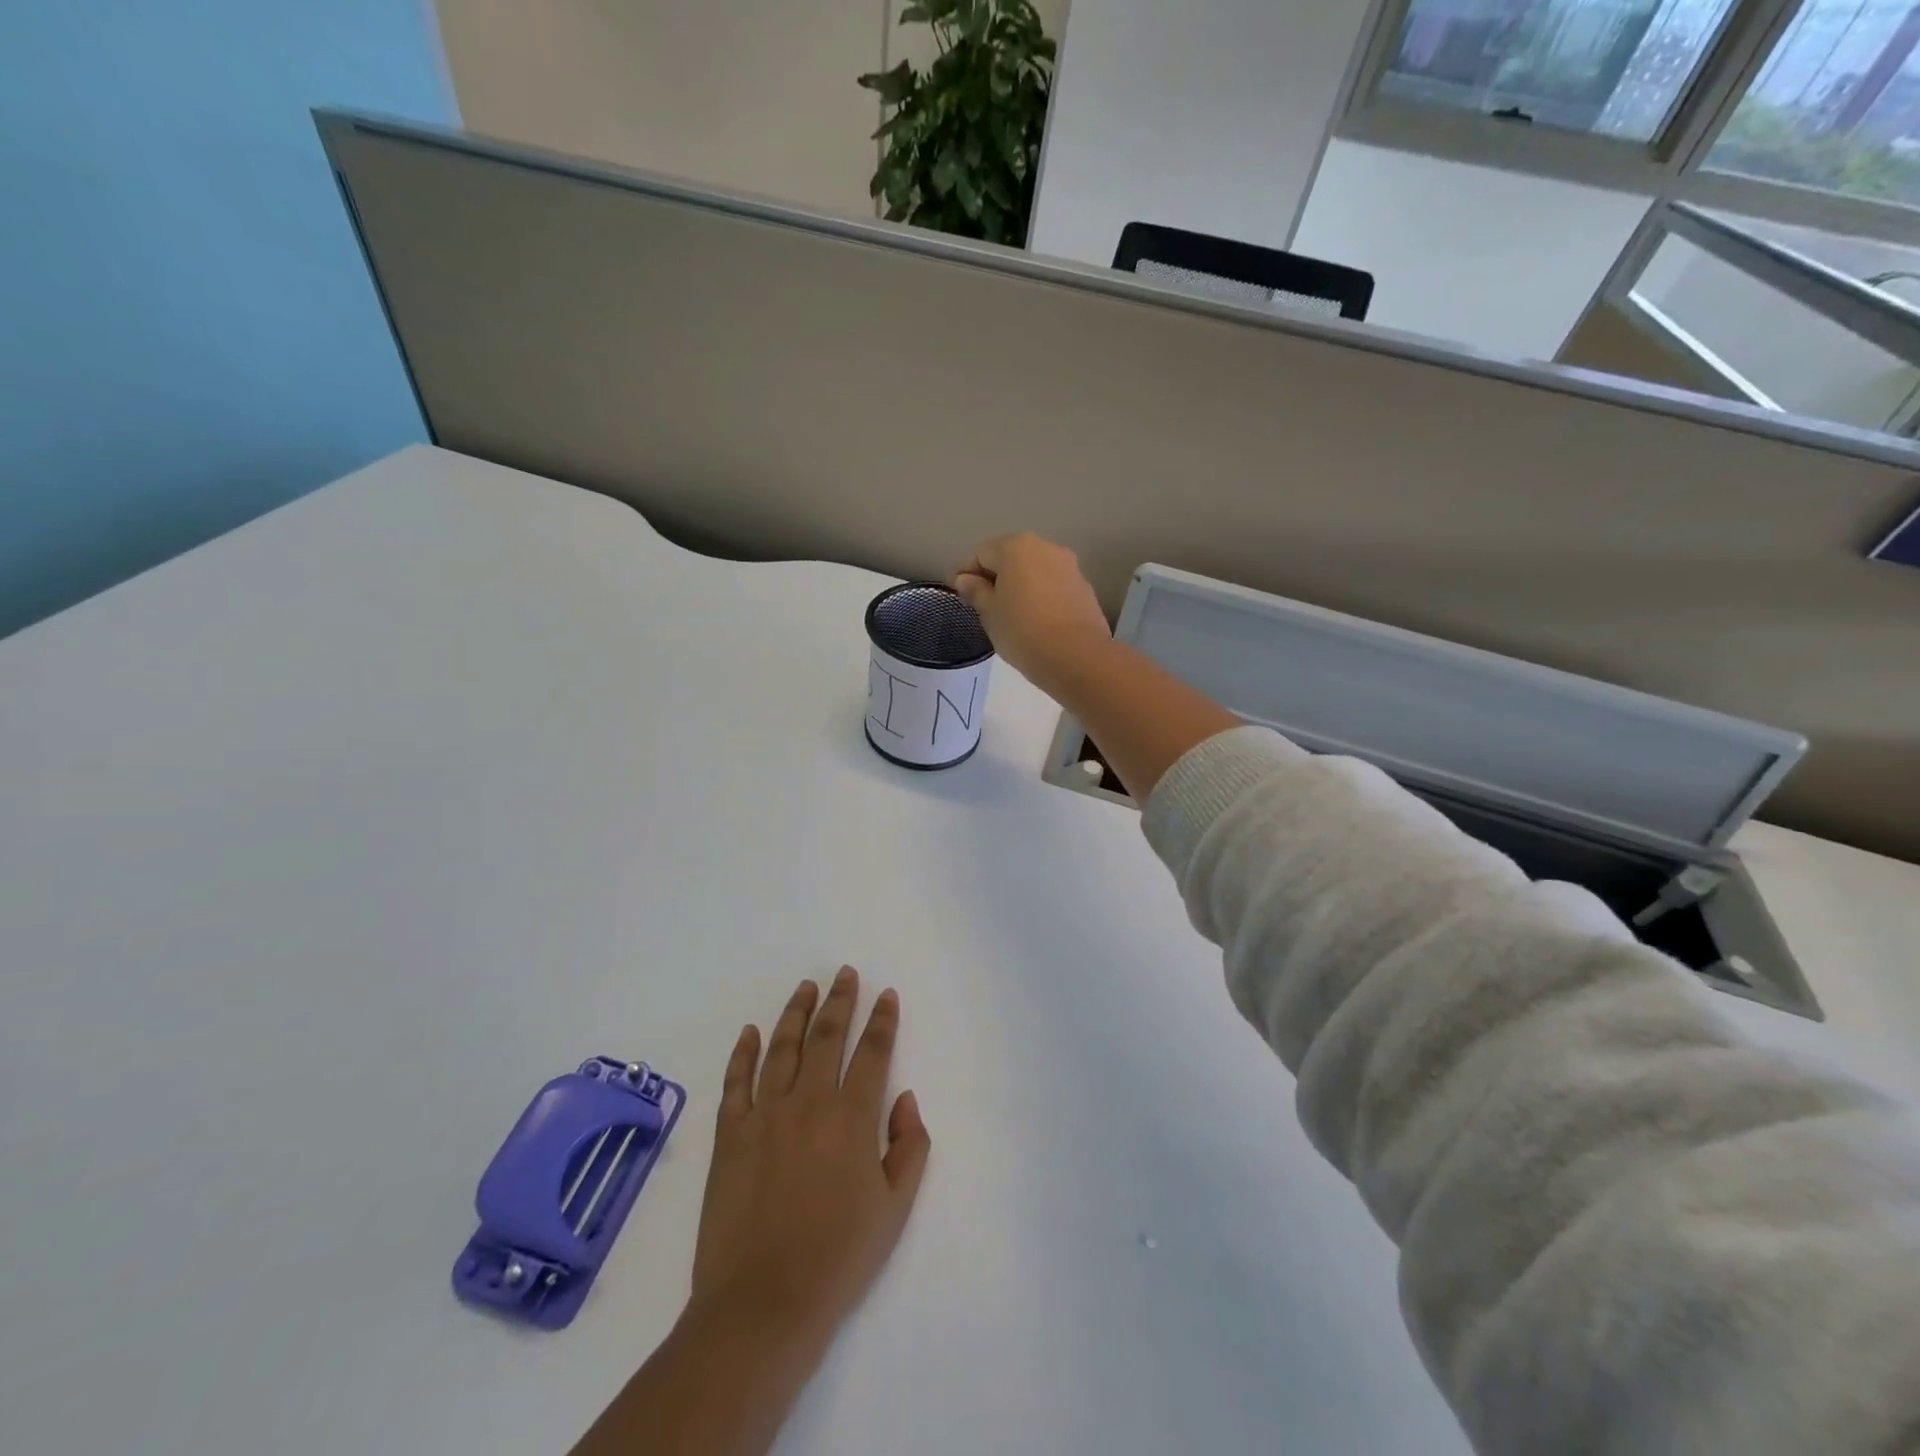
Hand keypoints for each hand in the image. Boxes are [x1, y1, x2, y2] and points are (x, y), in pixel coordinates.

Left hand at [688, 967, 930, 1350]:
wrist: (762, 1305)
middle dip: (839, 1000)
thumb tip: (904, 1097)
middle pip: (826, 1036)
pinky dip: (744, 1052)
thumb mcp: (895, 1208)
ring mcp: (764, 1115)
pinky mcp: (730, 1134)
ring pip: (782, 1047)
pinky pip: (736, 1081)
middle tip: (844, 973)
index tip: (886, 995)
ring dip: (796, 1012)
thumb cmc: (838, 1258)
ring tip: (806, 987)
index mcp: (852, 1118)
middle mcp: (809, 1102)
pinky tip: (751, 1031)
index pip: (872, 1052)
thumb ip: (909, 1146)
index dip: (881, 1020)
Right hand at [953, 534, 1111, 693]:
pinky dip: (1040, 597)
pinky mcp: (1084, 588)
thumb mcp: (989, 613)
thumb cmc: (1022, 631)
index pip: (981, 554)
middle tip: (985, 607)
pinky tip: (1036, 621)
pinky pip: (1053, 586)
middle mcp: (1045, 547)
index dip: (967, 574)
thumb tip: (965, 578)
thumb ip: (975, 591)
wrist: (1077, 657)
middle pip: (1010, 557)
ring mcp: (1069, 566)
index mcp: (1016, 547)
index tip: (961, 597)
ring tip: (1011, 616)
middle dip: (996, 578)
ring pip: (1034, 571)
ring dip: (1020, 586)